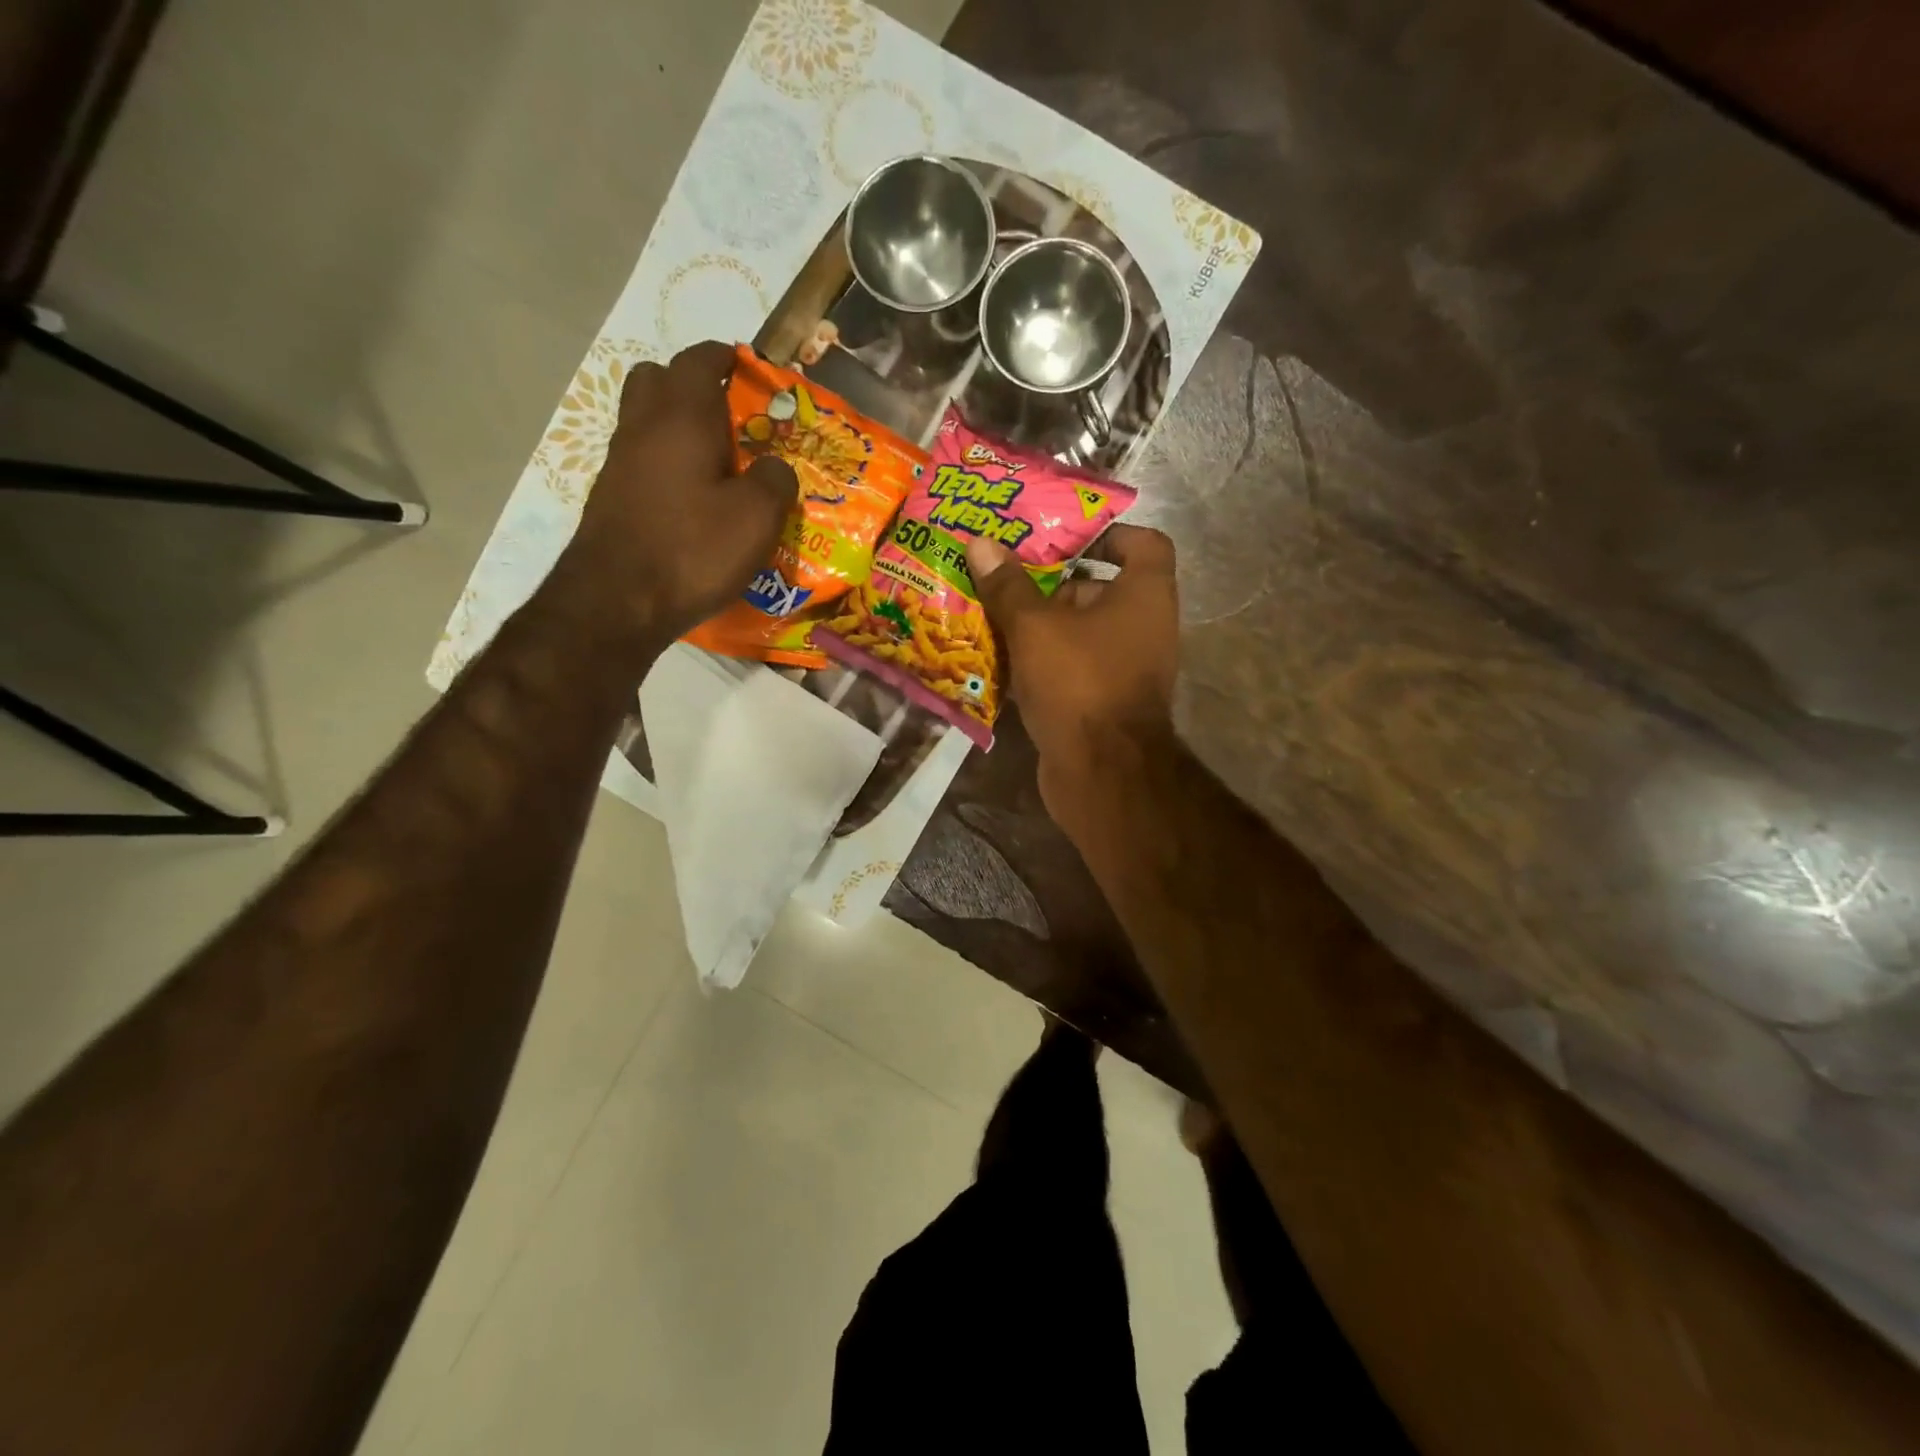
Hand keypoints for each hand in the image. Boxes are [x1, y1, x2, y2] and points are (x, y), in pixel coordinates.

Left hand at [558, 340, 795, 644]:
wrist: (617, 601)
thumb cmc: (693, 549)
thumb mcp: (757, 517)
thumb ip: (775, 480)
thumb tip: (775, 468)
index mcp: (683, 416)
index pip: (700, 360)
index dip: (726, 358)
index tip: (748, 368)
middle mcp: (644, 427)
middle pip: (659, 379)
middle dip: (693, 385)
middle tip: (728, 417)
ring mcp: (620, 462)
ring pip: (646, 420)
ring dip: (677, 427)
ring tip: (716, 463)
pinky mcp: (611, 497)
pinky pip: (642, 460)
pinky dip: (666, 464)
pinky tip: (692, 500)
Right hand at [966, 525, 1179, 820]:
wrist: (1101, 773)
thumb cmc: (1079, 683)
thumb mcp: (1035, 627)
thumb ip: (1008, 586)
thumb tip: (979, 543)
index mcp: (1144, 596)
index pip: (1143, 543)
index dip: (1106, 533)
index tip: (1061, 537)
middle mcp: (1143, 627)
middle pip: (1099, 588)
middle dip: (1050, 582)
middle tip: (1003, 573)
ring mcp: (1123, 668)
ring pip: (1077, 632)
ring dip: (1037, 624)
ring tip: (988, 611)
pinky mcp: (1101, 701)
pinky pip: (1069, 668)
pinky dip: (1039, 662)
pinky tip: (995, 659)